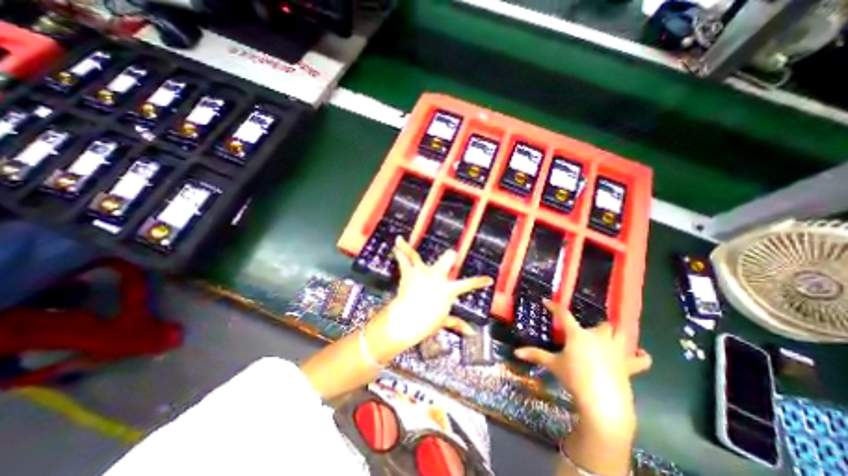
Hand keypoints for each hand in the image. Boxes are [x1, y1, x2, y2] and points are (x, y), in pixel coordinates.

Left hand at [367, 237, 494, 361]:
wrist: (407, 321)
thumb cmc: (426, 323)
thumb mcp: (443, 322)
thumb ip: (457, 323)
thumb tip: (471, 332)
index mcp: (448, 289)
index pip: (468, 285)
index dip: (479, 282)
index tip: (488, 280)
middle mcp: (436, 277)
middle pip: (446, 260)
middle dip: (450, 257)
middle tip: (452, 254)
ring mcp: (422, 273)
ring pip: (417, 256)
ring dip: (409, 248)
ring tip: (401, 239)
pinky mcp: (409, 273)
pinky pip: (404, 260)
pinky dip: (400, 252)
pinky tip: (396, 243)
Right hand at [514, 300, 650, 421]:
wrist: (602, 402)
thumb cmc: (575, 378)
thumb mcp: (553, 365)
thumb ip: (536, 355)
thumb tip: (516, 351)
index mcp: (578, 335)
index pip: (564, 314)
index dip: (554, 306)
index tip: (546, 301)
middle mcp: (598, 338)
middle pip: (602, 324)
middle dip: (596, 325)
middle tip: (588, 330)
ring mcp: (616, 351)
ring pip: (621, 334)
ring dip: (617, 333)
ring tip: (612, 335)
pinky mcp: (629, 366)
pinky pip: (641, 359)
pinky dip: (641, 356)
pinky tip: (639, 354)